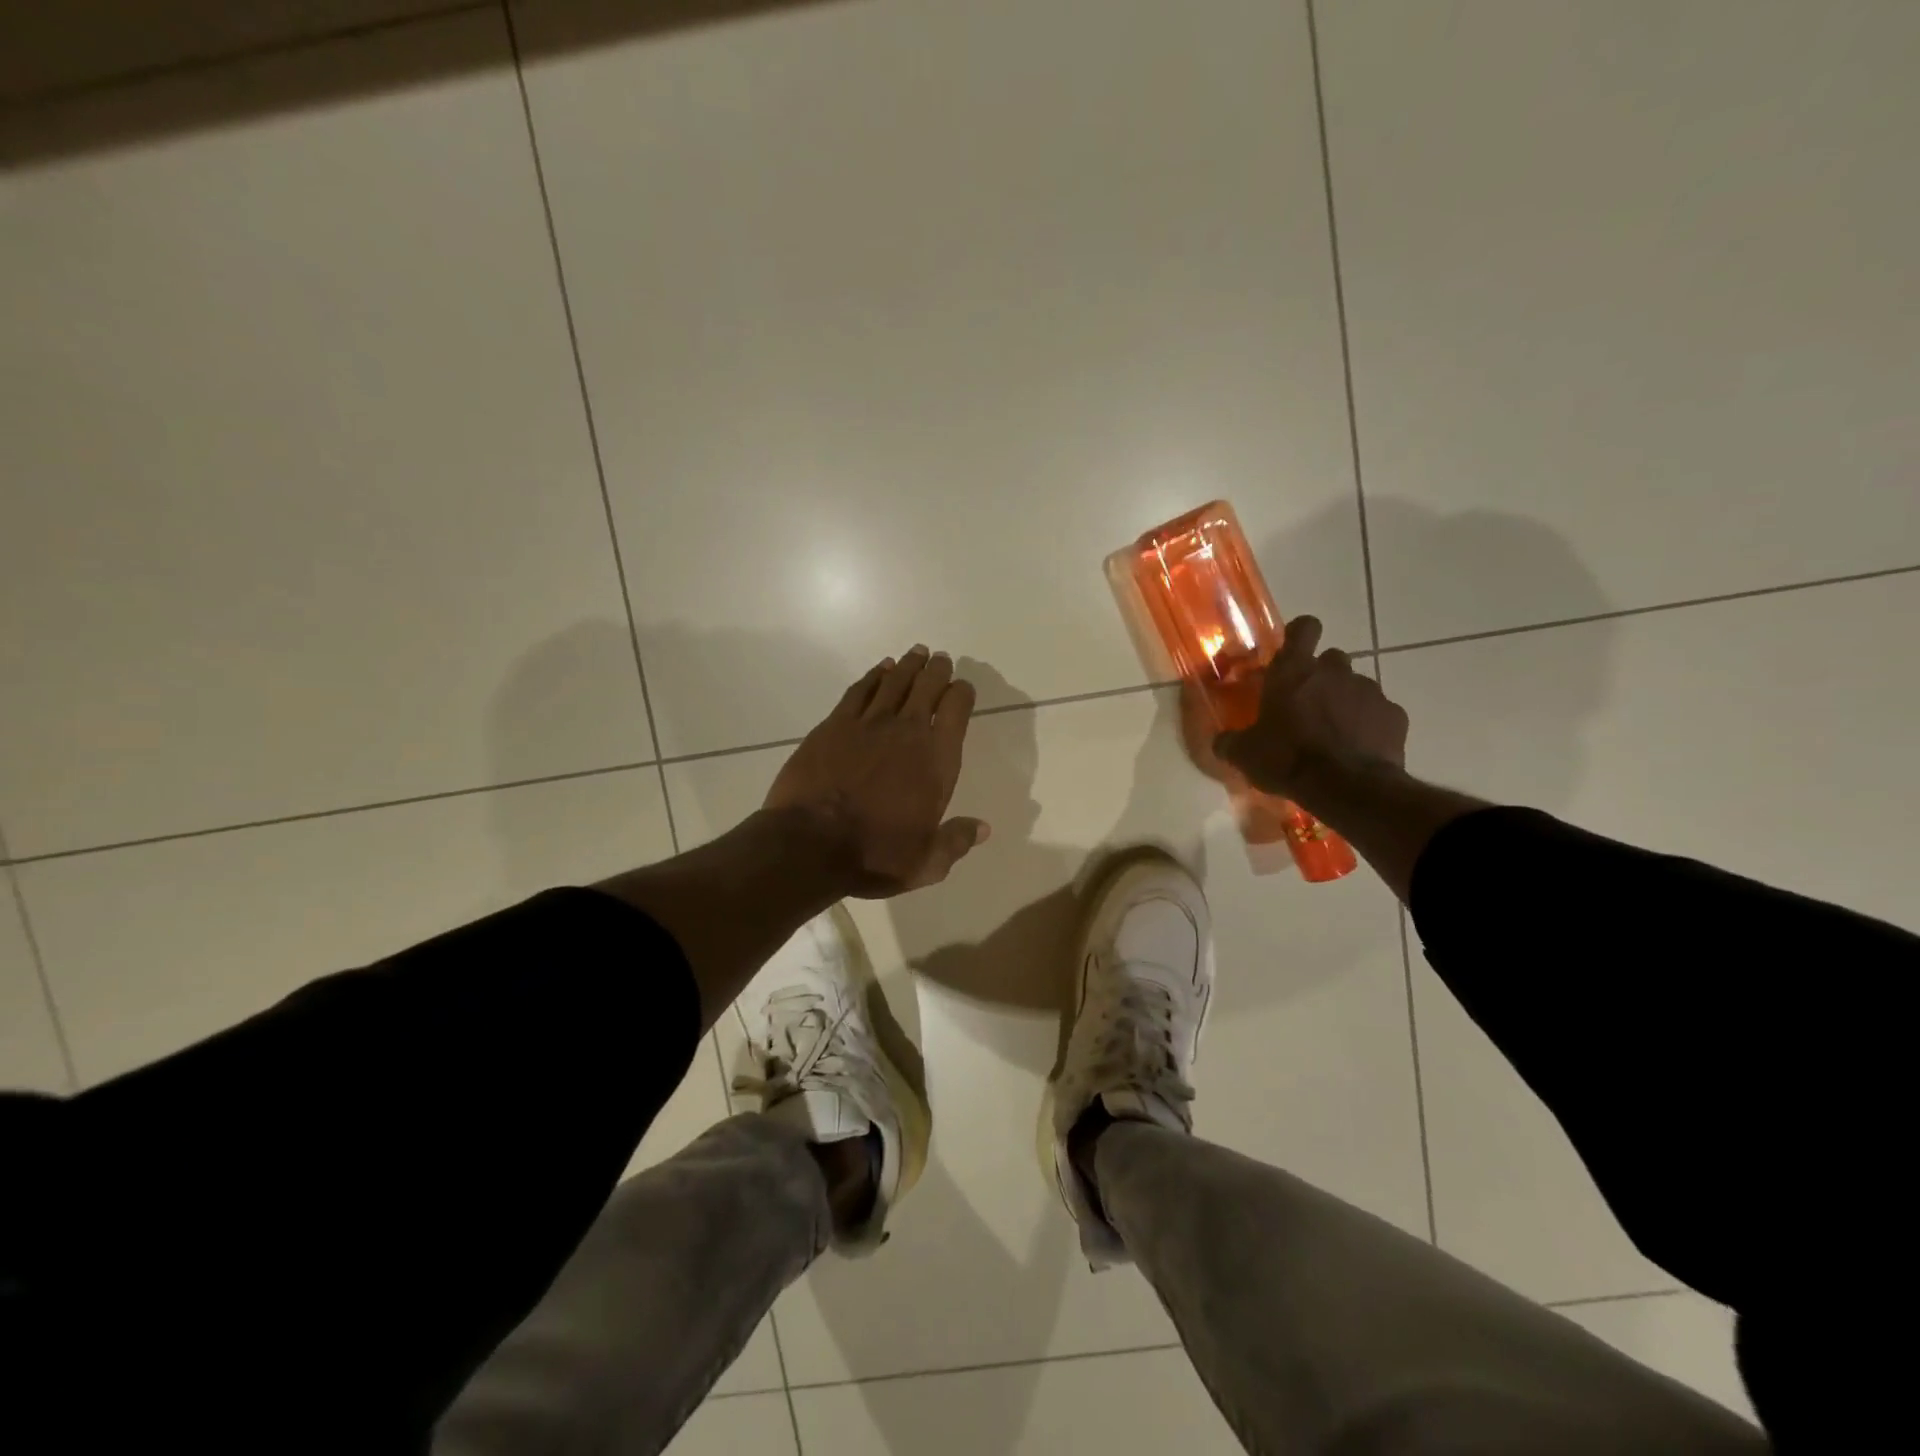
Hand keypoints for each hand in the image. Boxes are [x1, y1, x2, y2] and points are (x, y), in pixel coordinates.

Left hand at [765, 646, 989, 896]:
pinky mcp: (834, 725)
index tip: (963, 688)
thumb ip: (956, 841)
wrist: (810, 844)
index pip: (957, 711)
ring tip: (916, 654)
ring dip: (908, 666)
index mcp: (936, 761)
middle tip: (940, 659)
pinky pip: (860, 691)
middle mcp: (907, 732)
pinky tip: (880, 670)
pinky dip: (873, 676)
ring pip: (894, 682)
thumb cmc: (875, 855)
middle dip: (937, 671)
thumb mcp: (926, 863)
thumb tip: (983, 828)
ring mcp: (868, 724)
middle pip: (927, 688)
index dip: (962, 694)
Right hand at [1214, 616, 1408, 796]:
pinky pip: (1380, 713)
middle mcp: (1334, 672)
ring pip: (1356, 686)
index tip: (1295, 650)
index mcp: (1293, 671)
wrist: (1347, 788)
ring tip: (1334, 733)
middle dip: (1322, 676)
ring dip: (1345, 702)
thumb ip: (1231, 742)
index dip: (1301, 634)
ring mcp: (1370, 691)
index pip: (1304, 628)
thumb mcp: (1245, 754)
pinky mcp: (1395, 716)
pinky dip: (1370, 725)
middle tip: (1308, 704)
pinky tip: (1359, 749)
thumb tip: (1221, 741)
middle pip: (1332, 658)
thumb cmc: (1287, 759)